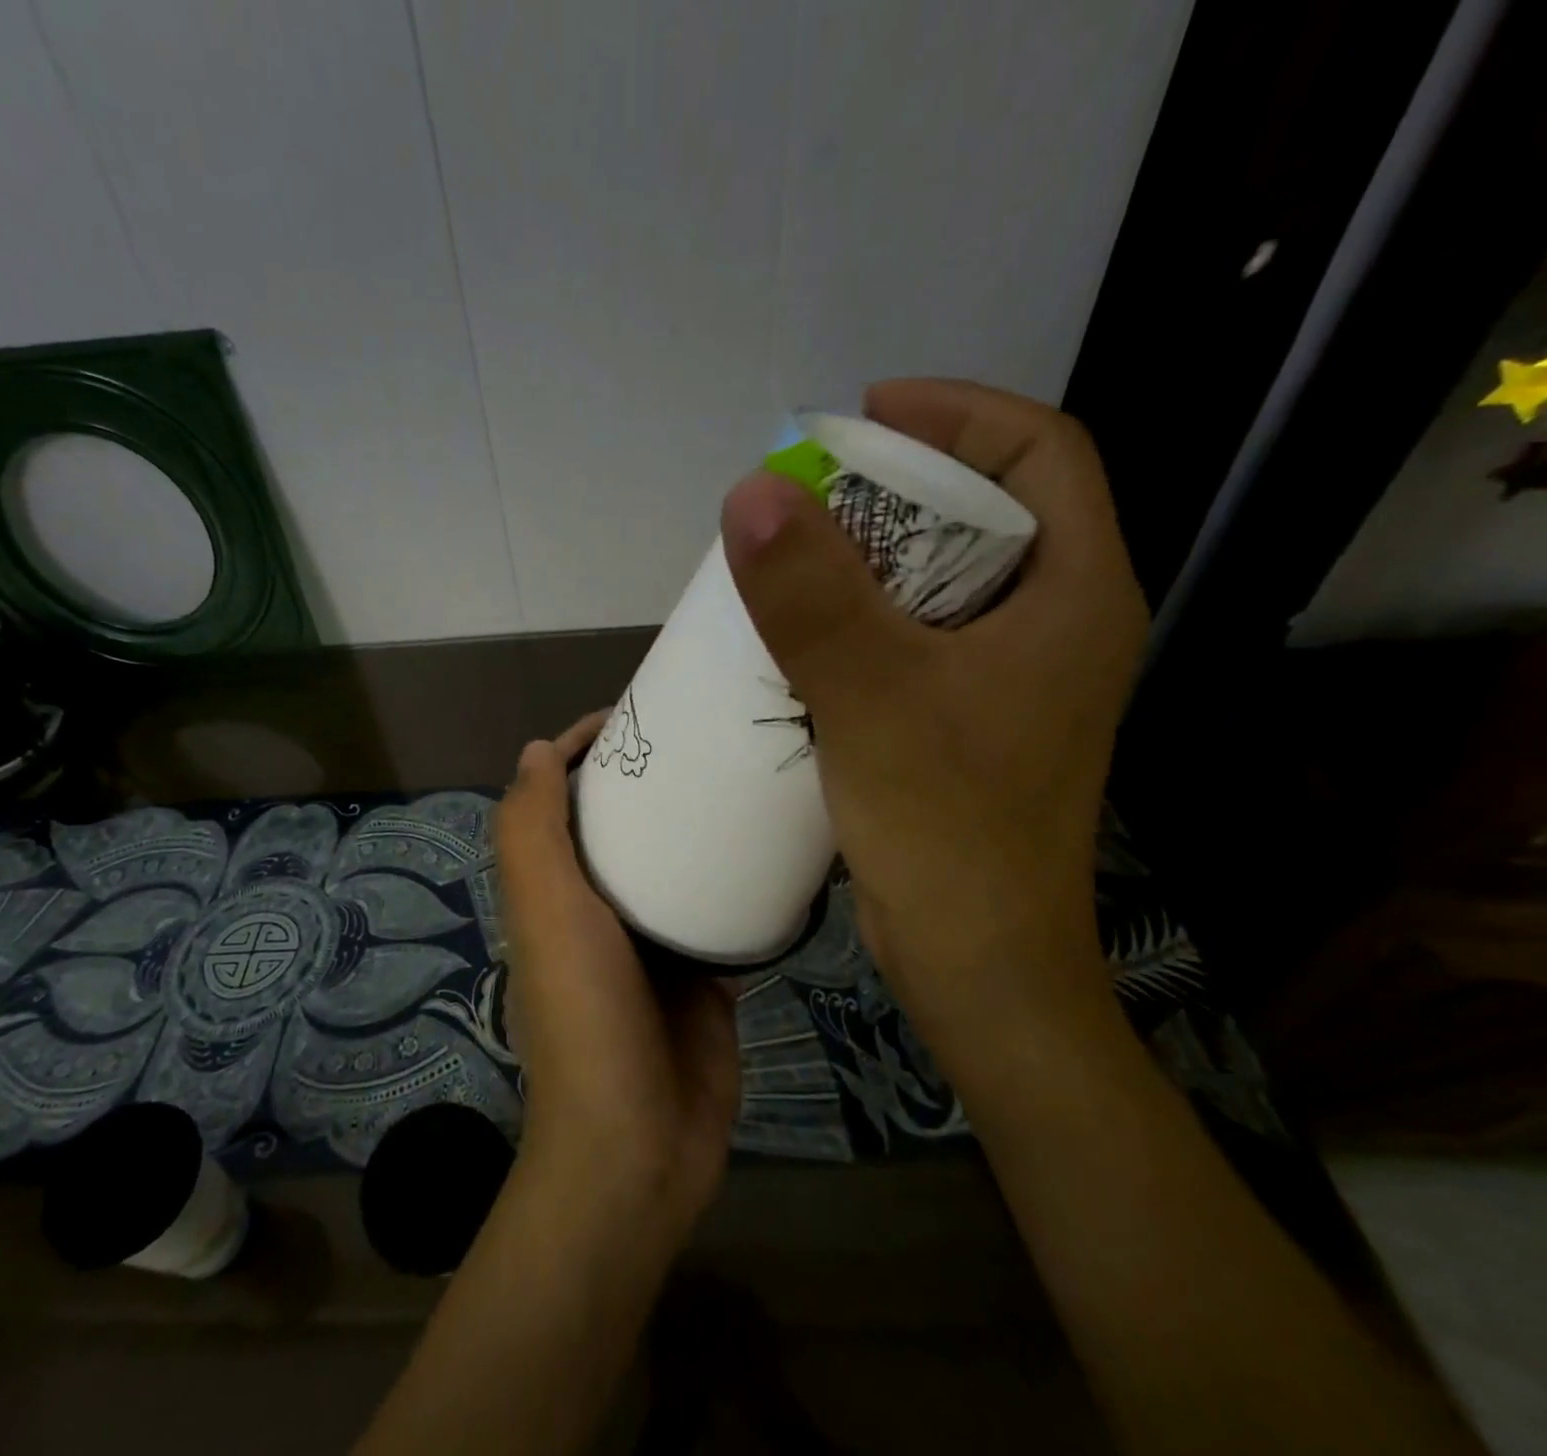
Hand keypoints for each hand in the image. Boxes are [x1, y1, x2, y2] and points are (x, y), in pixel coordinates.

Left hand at [493, 712, 740, 1242]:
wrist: (638, 1142)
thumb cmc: (585, 1013)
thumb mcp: (546, 912)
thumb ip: (531, 833)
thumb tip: (535, 750)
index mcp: (554, 889)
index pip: (561, 801)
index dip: (583, 752)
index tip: (632, 716)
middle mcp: (598, 909)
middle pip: (620, 825)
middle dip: (649, 779)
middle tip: (704, 737)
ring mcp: (654, 942)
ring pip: (673, 864)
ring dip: (696, 824)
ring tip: (743, 776)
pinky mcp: (704, 973)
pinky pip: (720, 910)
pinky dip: (738, 880)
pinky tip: (772, 846)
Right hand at [721, 380, 1146, 1050]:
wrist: (975, 960)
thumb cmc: (949, 828)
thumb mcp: (874, 697)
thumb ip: (813, 595)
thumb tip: (751, 492)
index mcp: (1074, 594)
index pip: (1042, 451)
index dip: (957, 412)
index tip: (863, 415)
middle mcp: (1054, 623)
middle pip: (986, 511)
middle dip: (897, 486)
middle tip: (809, 493)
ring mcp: (1010, 676)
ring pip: (940, 580)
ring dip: (868, 557)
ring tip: (792, 556)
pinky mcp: (965, 718)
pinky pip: (913, 637)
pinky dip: (859, 617)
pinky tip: (800, 634)